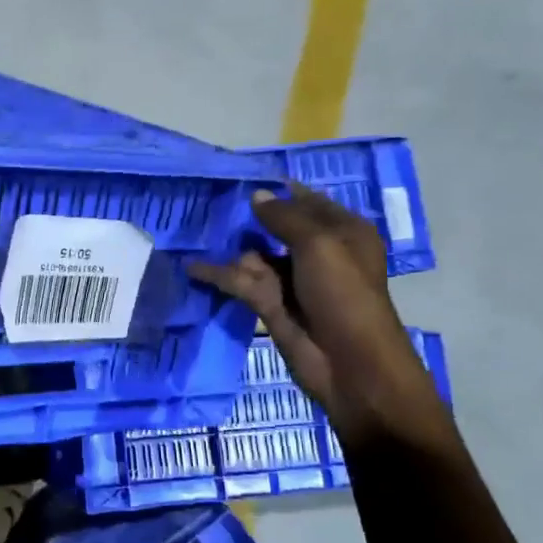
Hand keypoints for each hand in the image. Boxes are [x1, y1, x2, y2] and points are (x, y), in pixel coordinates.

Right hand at [187, 184, 444, 441]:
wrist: (350, 364)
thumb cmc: (344, 295)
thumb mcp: (319, 245)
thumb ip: (284, 218)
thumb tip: (256, 196)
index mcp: (342, 232)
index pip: (307, 201)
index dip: (278, 191)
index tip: (241, 178)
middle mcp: (318, 252)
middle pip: (276, 227)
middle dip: (247, 219)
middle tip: (210, 203)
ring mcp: (292, 280)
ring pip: (255, 255)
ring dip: (230, 248)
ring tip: (197, 235)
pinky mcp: (270, 305)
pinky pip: (241, 282)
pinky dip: (219, 275)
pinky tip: (192, 267)